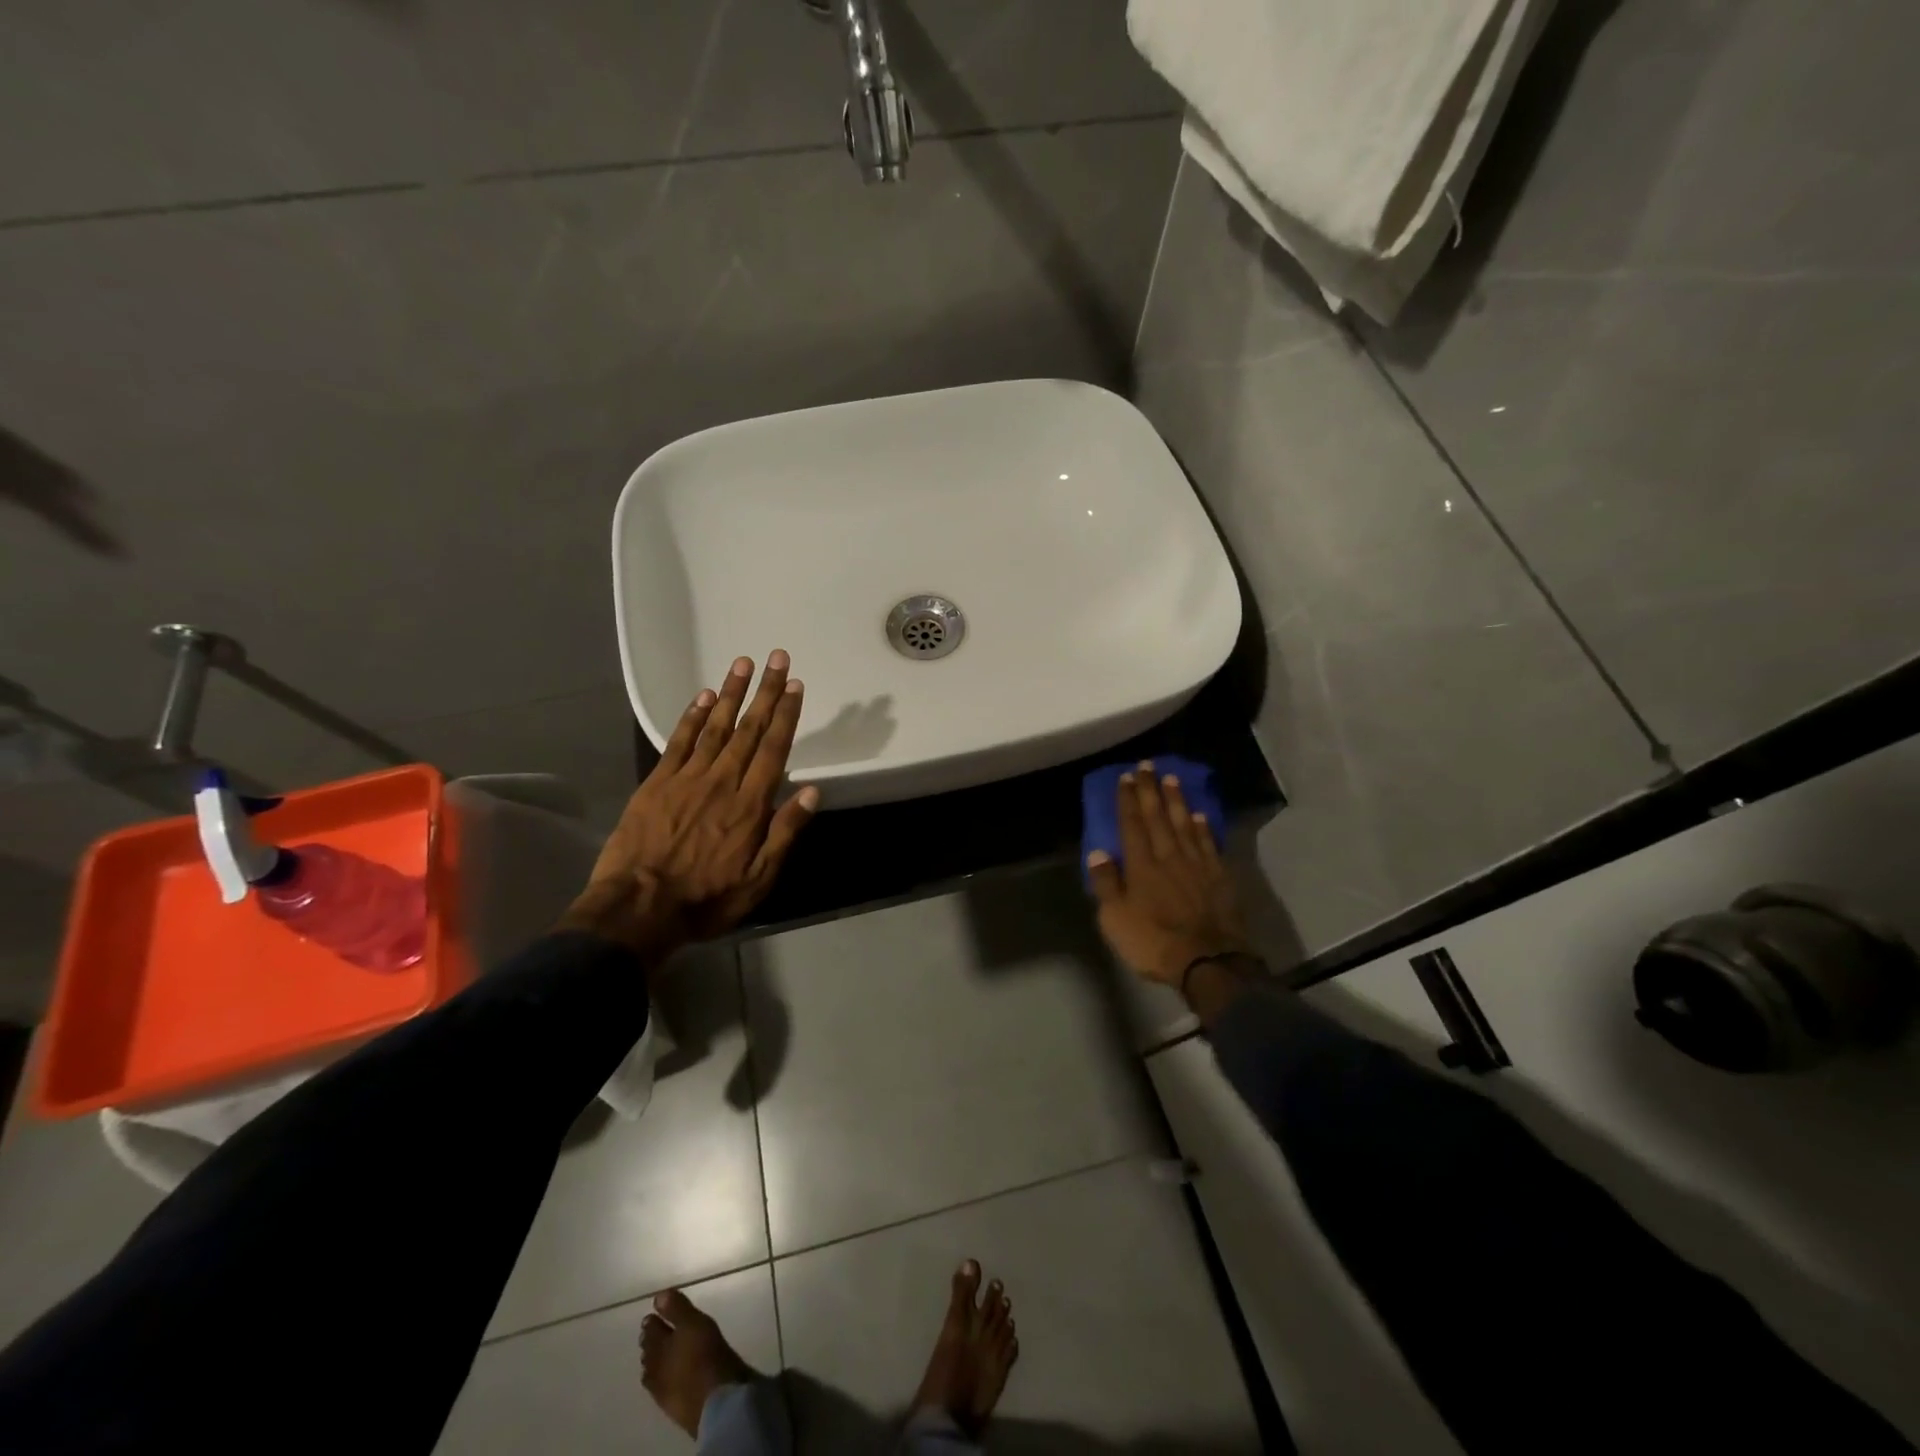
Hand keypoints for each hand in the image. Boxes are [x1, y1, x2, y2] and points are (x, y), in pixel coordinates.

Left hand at [562, 651, 818, 957]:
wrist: (639, 907)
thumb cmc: (707, 898)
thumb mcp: (759, 878)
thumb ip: (785, 832)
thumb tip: (812, 791)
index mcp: (750, 804)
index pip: (774, 749)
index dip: (787, 715)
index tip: (796, 686)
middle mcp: (722, 781)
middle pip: (748, 729)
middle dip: (766, 692)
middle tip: (778, 658)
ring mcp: (687, 778)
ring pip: (715, 727)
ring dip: (732, 693)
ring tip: (744, 663)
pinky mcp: (657, 783)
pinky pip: (678, 742)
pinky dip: (692, 717)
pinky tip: (704, 696)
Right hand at [1086, 762, 1250, 986]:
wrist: (1208, 962)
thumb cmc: (1154, 942)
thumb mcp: (1115, 919)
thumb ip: (1106, 884)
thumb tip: (1097, 852)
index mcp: (1141, 865)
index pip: (1131, 824)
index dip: (1128, 800)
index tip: (1126, 777)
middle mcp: (1169, 856)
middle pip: (1158, 817)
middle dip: (1151, 790)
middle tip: (1147, 765)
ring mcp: (1197, 865)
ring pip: (1185, 824)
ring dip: (1176, 800)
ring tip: (1171, 779)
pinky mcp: (1219, 877)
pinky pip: (1208, 844)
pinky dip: (1203, 827)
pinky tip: (1199, 815)